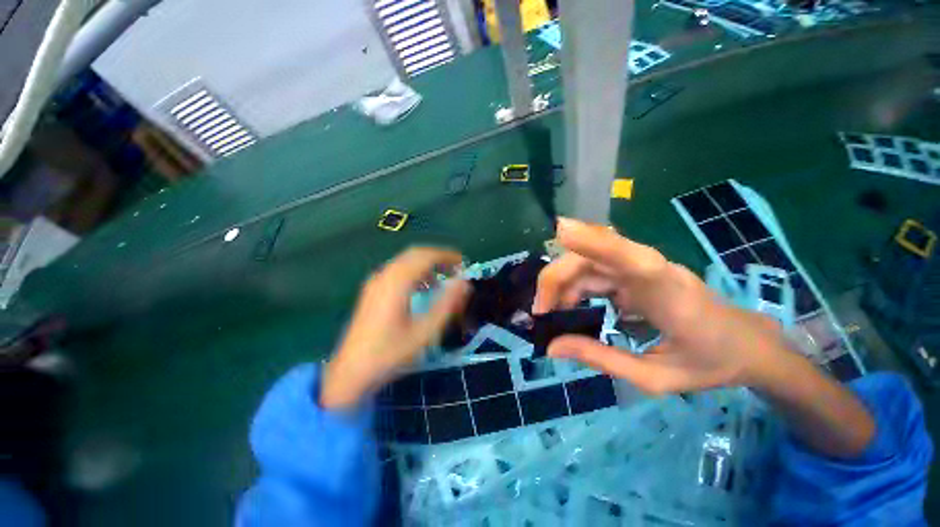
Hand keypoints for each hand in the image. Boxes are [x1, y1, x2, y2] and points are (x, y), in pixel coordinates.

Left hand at [321, 247, 470, 409]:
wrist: (351, 371)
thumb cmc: (390, 353)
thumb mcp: (424, 332)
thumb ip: (447, 305)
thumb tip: (464, 283)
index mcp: (396, 282)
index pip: (425, 256)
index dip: (447, 255)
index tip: (464, 263)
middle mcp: (384, 275)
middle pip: (415, 254)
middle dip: (438, 257)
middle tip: (456, 268)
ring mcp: (375, 281)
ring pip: (405, 261)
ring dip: (426, 264)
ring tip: (444, 277)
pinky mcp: (372, 290)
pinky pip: (398, 270)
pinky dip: (415, 272)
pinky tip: (423, 288)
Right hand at [534, 218, 789, 393]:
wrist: (748, 344)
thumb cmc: (710, 363)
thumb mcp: (655, 377)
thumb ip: (602, 359)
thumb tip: (551, 347)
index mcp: (671, 297)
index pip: (633, 259)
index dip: (596, 241)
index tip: (560, 231)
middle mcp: (653, 271)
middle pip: (593, 259)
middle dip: (556, 280)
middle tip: (539, 314)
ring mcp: (643, 268)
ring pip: (588, 263)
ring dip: (561, 284)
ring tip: (549, 314)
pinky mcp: (634, 271)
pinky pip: (594, 271)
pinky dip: (573, 286)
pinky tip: (566, 306)